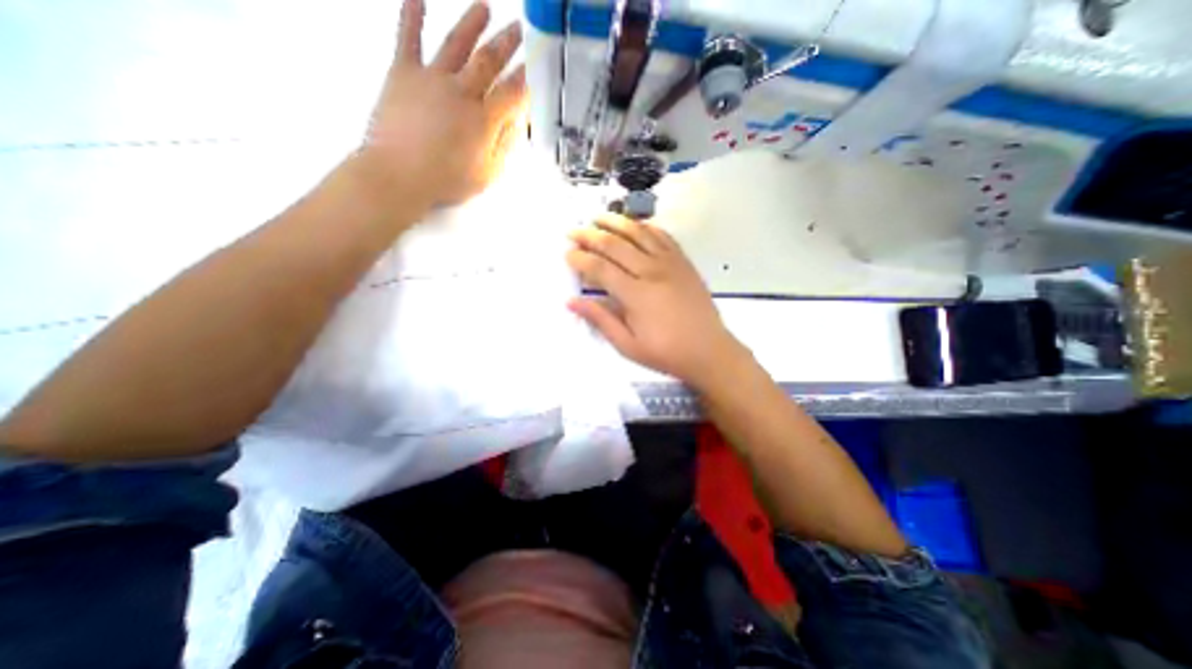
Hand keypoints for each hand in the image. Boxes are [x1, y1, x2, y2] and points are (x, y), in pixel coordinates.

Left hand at [357, 0, 523, 208]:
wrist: (398, 175)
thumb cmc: (446, 180)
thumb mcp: (487, 173)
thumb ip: (503, 145)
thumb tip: (516, 122)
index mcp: (483, 119)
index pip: (512, 92)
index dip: (526, 77)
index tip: (536, 64)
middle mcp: (461, 91)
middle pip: (489, 61)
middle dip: (507, 43)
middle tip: (519, 27)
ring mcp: (431, 78)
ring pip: (456, 43)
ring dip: (472, 23)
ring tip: (485, 7)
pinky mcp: (402, 73)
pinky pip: (407, 39)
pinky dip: (411, 16)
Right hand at [564, 214, 740, 388]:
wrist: (709, 350)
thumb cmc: (666, 352)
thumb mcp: (628, 345)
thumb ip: (600, 319)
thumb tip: (571, 301)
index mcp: (636, 295)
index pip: (600, 268)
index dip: (580, 259)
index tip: (567, 253)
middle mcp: (652, 271)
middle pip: (615, 245)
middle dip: (590, 235)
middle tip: (573, 231)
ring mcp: (670, 263)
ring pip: (638, 233)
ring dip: (615, 222)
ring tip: (598, 217)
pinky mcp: (683, 261)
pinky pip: (662, 236)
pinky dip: (645, 226)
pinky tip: (634, 224)